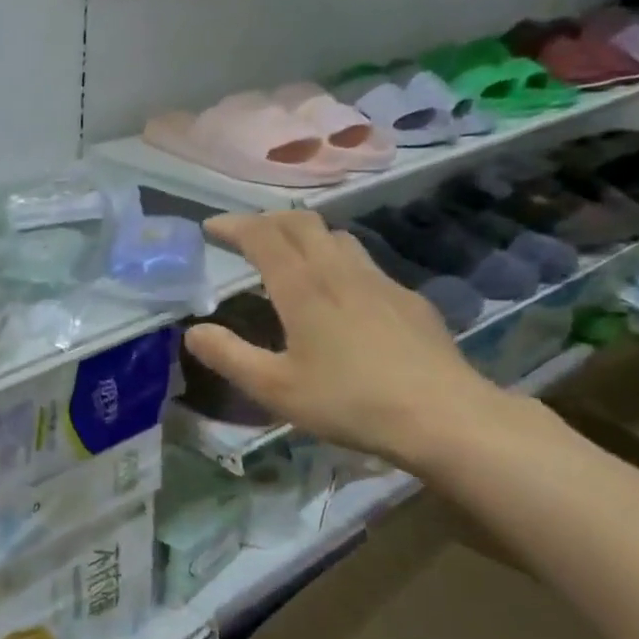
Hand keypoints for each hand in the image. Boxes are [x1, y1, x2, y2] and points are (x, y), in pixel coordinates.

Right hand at [187, 211, 505, 469]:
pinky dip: (337, 261)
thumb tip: (194, 331)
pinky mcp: (408, 300)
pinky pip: (364, 264)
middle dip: (267, 220)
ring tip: (289, 256)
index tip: (210, 227)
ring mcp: (380, 282)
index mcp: (303, 287)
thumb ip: (229, 356)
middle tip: (245, 236)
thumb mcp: (275, 389)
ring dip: (304, 235)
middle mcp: (340, 271)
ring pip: (337, 237)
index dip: (233, 225)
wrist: (445, 417)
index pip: (263, 235)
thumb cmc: (350, 402)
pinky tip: (340, 296)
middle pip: (302, 223)